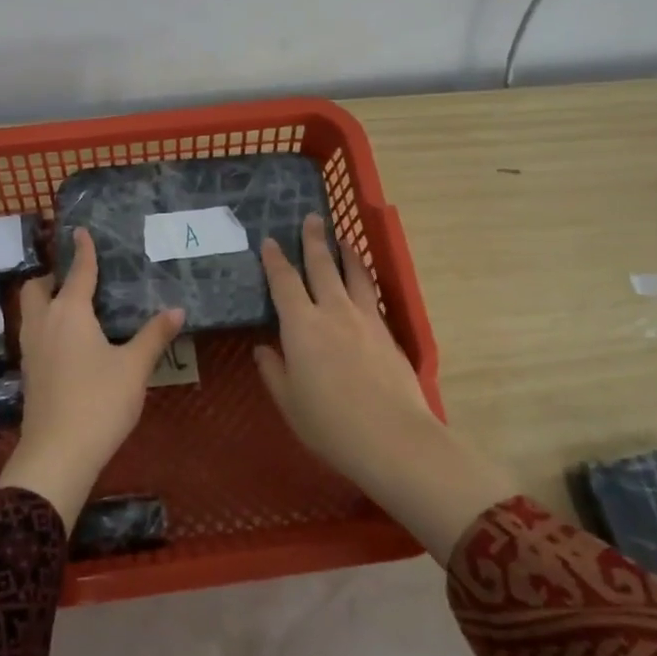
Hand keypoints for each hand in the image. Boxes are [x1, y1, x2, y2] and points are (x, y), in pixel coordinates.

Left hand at [0, 227, 185, 527]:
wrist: (58, 453)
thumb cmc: (99, 402)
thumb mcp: (134, 367)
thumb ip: (154, 335)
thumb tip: (177, 309)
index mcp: (69, 312)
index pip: (77, 272)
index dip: (83, 250)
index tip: (80, 230)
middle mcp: (43, 323)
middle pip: (37, 287)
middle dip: (52, 276)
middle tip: (77, 278)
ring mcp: (31, 349)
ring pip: (30, 311)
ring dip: (46, 300)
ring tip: (74, 305)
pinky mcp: (29, 371)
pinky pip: (33, 332)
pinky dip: (46, 323)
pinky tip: (69, 340)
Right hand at [255, 214, 516, 561]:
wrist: (393, 437)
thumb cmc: (330, 424)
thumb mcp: (290, 402)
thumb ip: (274, 371)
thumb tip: (264, 349)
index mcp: (301, 326)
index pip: (284, 282)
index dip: (275, 260)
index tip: (269, 241)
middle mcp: (333, 312)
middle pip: (323, 266)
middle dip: (315, 240)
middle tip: (312, 218)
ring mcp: (365, 319)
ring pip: (355, 274)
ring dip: (347, 253)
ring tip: (343, 238)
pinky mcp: (388, 332)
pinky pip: (373, 295)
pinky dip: (365, 280)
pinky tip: (365, 281)